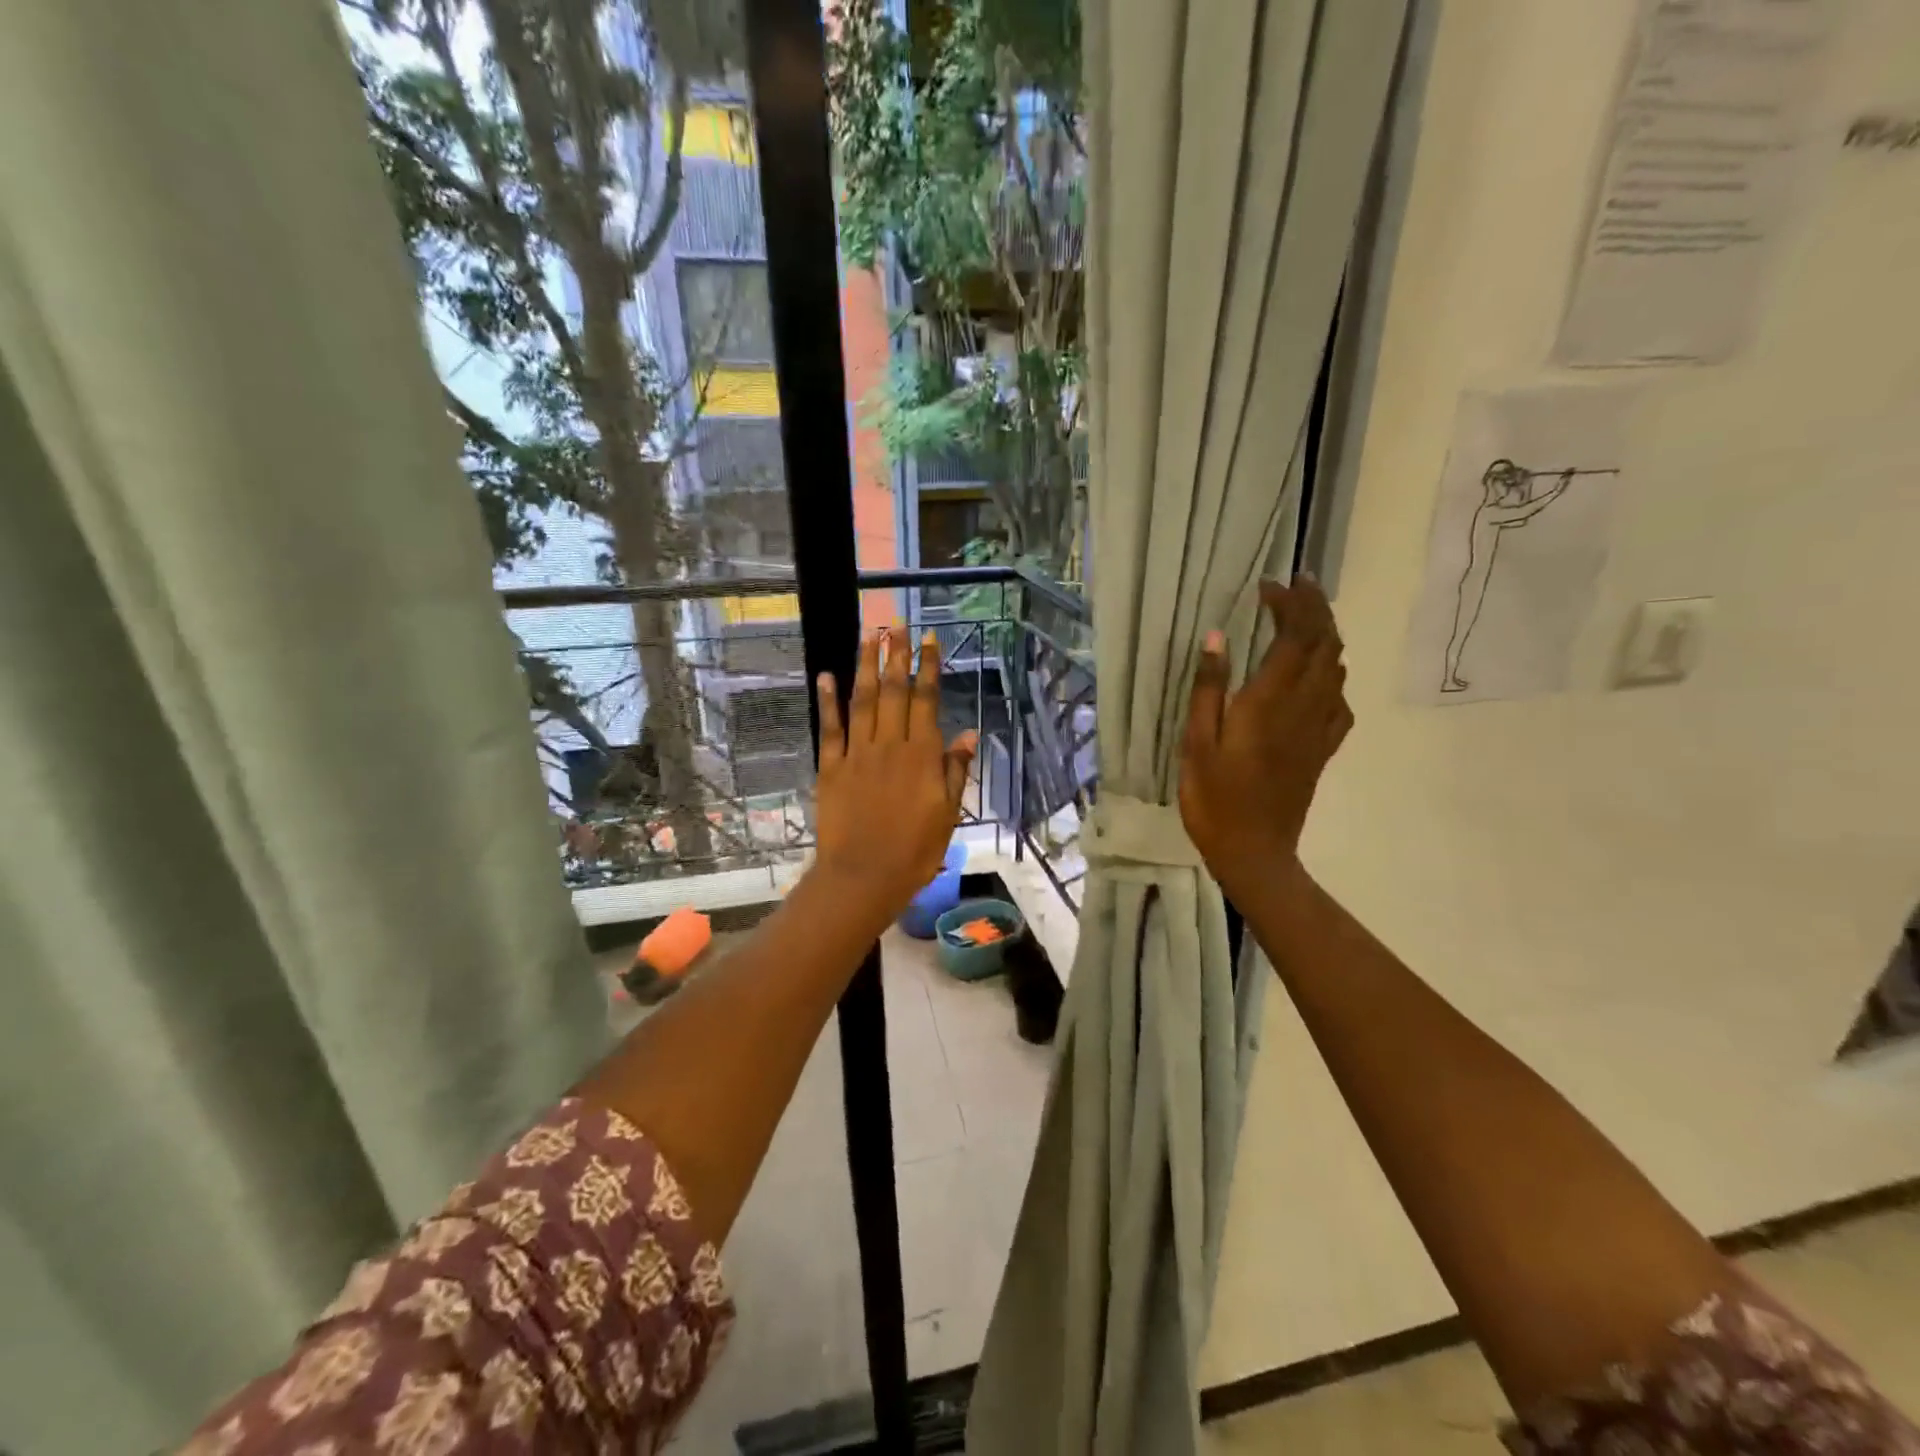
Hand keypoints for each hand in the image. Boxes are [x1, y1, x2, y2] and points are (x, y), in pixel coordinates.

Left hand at [813, 626, 976, 925]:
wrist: (863, 877)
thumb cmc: (914, 851)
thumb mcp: (948, 814)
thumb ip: (955, 771)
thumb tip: (967, 734)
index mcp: (922, 756)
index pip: (926, 701)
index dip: (927, 668)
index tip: (928, 640)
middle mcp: (890, 745)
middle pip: (893, 692)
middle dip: (895, 655)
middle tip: (895, 624)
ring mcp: (858, 754)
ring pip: (862, 701)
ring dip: (866, 666)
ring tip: (869, 635)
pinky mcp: (832, 767)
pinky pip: (830, 728)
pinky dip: (828, 700)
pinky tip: (827, 676)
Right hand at [1178, 577, 1353, 891]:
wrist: (1255, 851)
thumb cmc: (1215, 799)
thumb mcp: (1197, 743)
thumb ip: (1209, 689)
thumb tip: (1217, 637)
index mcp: (1271, 701)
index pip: (1295, 636)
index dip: (1290, 603)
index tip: (1269, 585)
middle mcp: (1304, 707)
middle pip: (1325, 644)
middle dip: (1315, 608)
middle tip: (1296, 586)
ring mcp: (1320, 728)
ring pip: (1336, 667)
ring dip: (1326, 635)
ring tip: (1303, 620)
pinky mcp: (1323, 748)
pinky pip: (1339, 700)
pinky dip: (1332, 674)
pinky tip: (1315, 677)